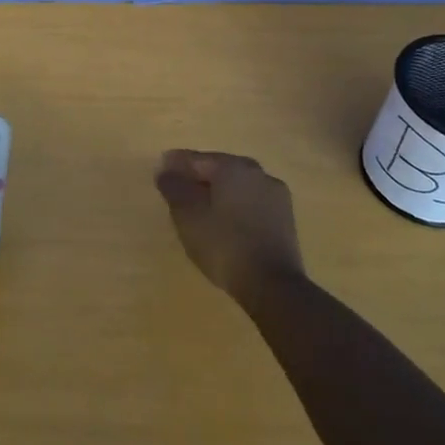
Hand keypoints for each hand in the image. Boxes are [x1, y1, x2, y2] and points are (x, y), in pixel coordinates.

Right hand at [154, 150, 305, 300]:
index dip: (175, 164)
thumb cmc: (224, 245)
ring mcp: (276, 196)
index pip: (197, 159)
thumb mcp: (188, 216)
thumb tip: (166, 170)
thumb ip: (174, 187)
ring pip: (238, 186)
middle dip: (198, 177)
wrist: (273, 285)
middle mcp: (258, 173)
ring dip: (218, 192)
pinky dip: (235, 206)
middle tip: (178, 189)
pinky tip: (224, 222)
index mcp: (233, 167)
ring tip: (199, 207)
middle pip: (220, 170)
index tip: (159, 171)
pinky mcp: (285, 219)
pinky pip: (251, 203)